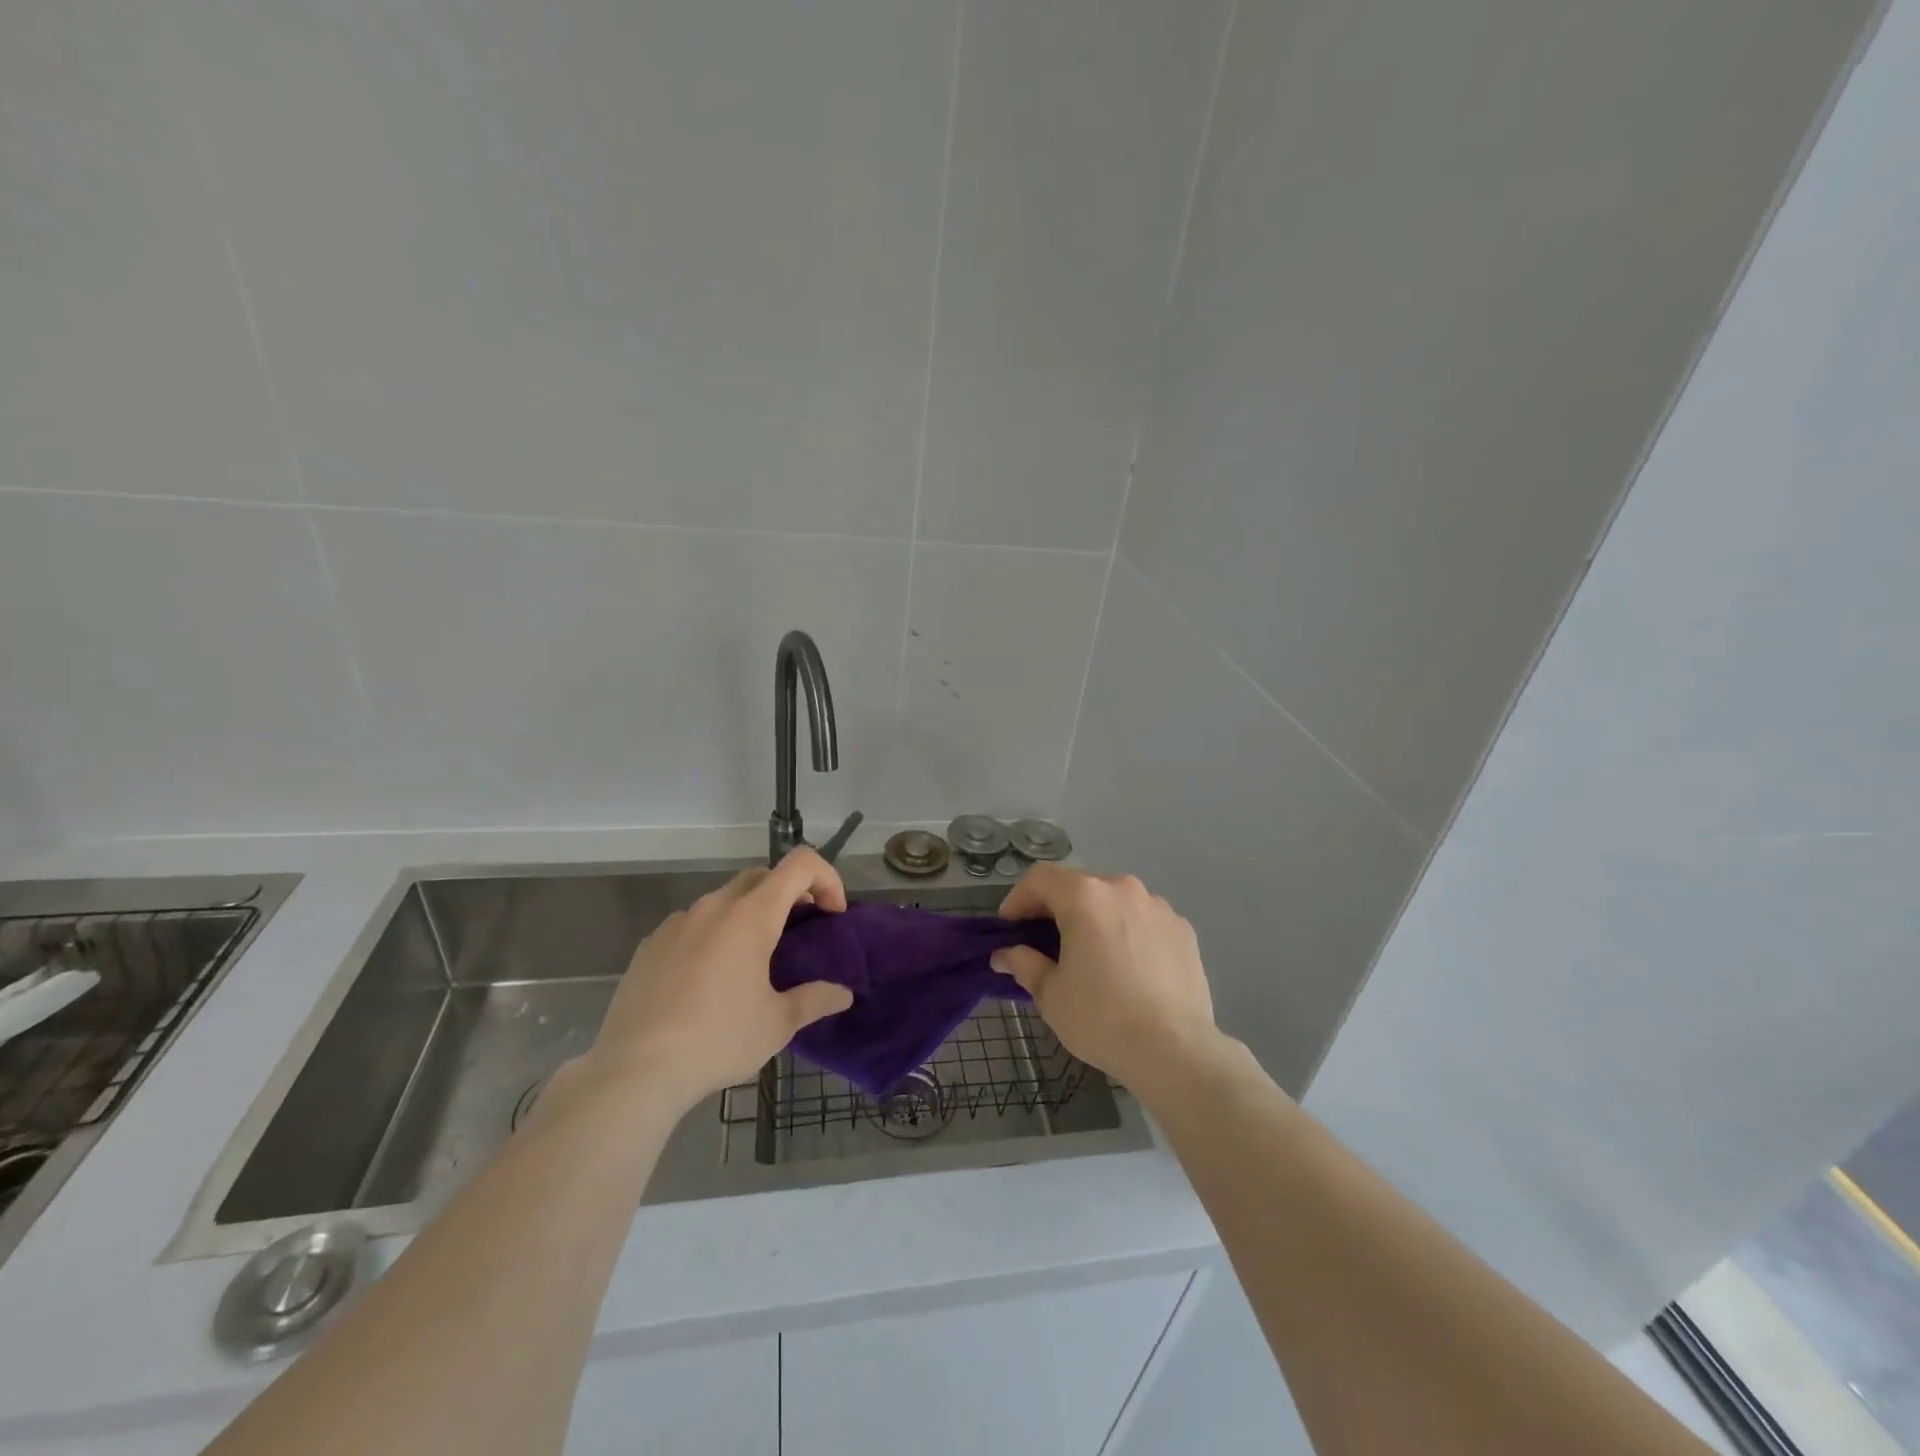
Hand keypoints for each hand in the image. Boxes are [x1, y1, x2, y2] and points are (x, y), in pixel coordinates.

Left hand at [583, 849, 854, 1114]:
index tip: (831, 914)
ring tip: (753, 960)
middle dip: (789, 893)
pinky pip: (692, 924)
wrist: (635, 1071)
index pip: (799, 864)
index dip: (826, 877)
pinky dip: (714, 934)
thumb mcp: (777, 1024)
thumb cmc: (718, 1040)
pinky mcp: (650, 945)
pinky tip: (709, 979)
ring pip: (724, 900)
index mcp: (751, 916)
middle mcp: (714, 907)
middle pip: (761, 876)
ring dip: (749, 914)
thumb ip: (815, 1000)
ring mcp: (677, 923)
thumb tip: (843, 994)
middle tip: (800, 931)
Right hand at [992, 865, 1220, 1092]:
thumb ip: (1023, 963)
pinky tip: (1128, 967)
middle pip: (1079, 885)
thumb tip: (1005, 955)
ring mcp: (1158, 906)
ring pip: (1114, 900)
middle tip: (1044, 943)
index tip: (1010, 930)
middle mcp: (1122, 888)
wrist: (1175, 1051)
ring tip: (1090, 955)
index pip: (1040, 878)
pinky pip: (1144, 919)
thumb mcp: (1050, 994)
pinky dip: (1128, 932)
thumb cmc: (1102, 1018)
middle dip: (1056, 908)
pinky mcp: (1182, 929)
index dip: (1018, 899)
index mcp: (1085, 897)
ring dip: (1095, 918)